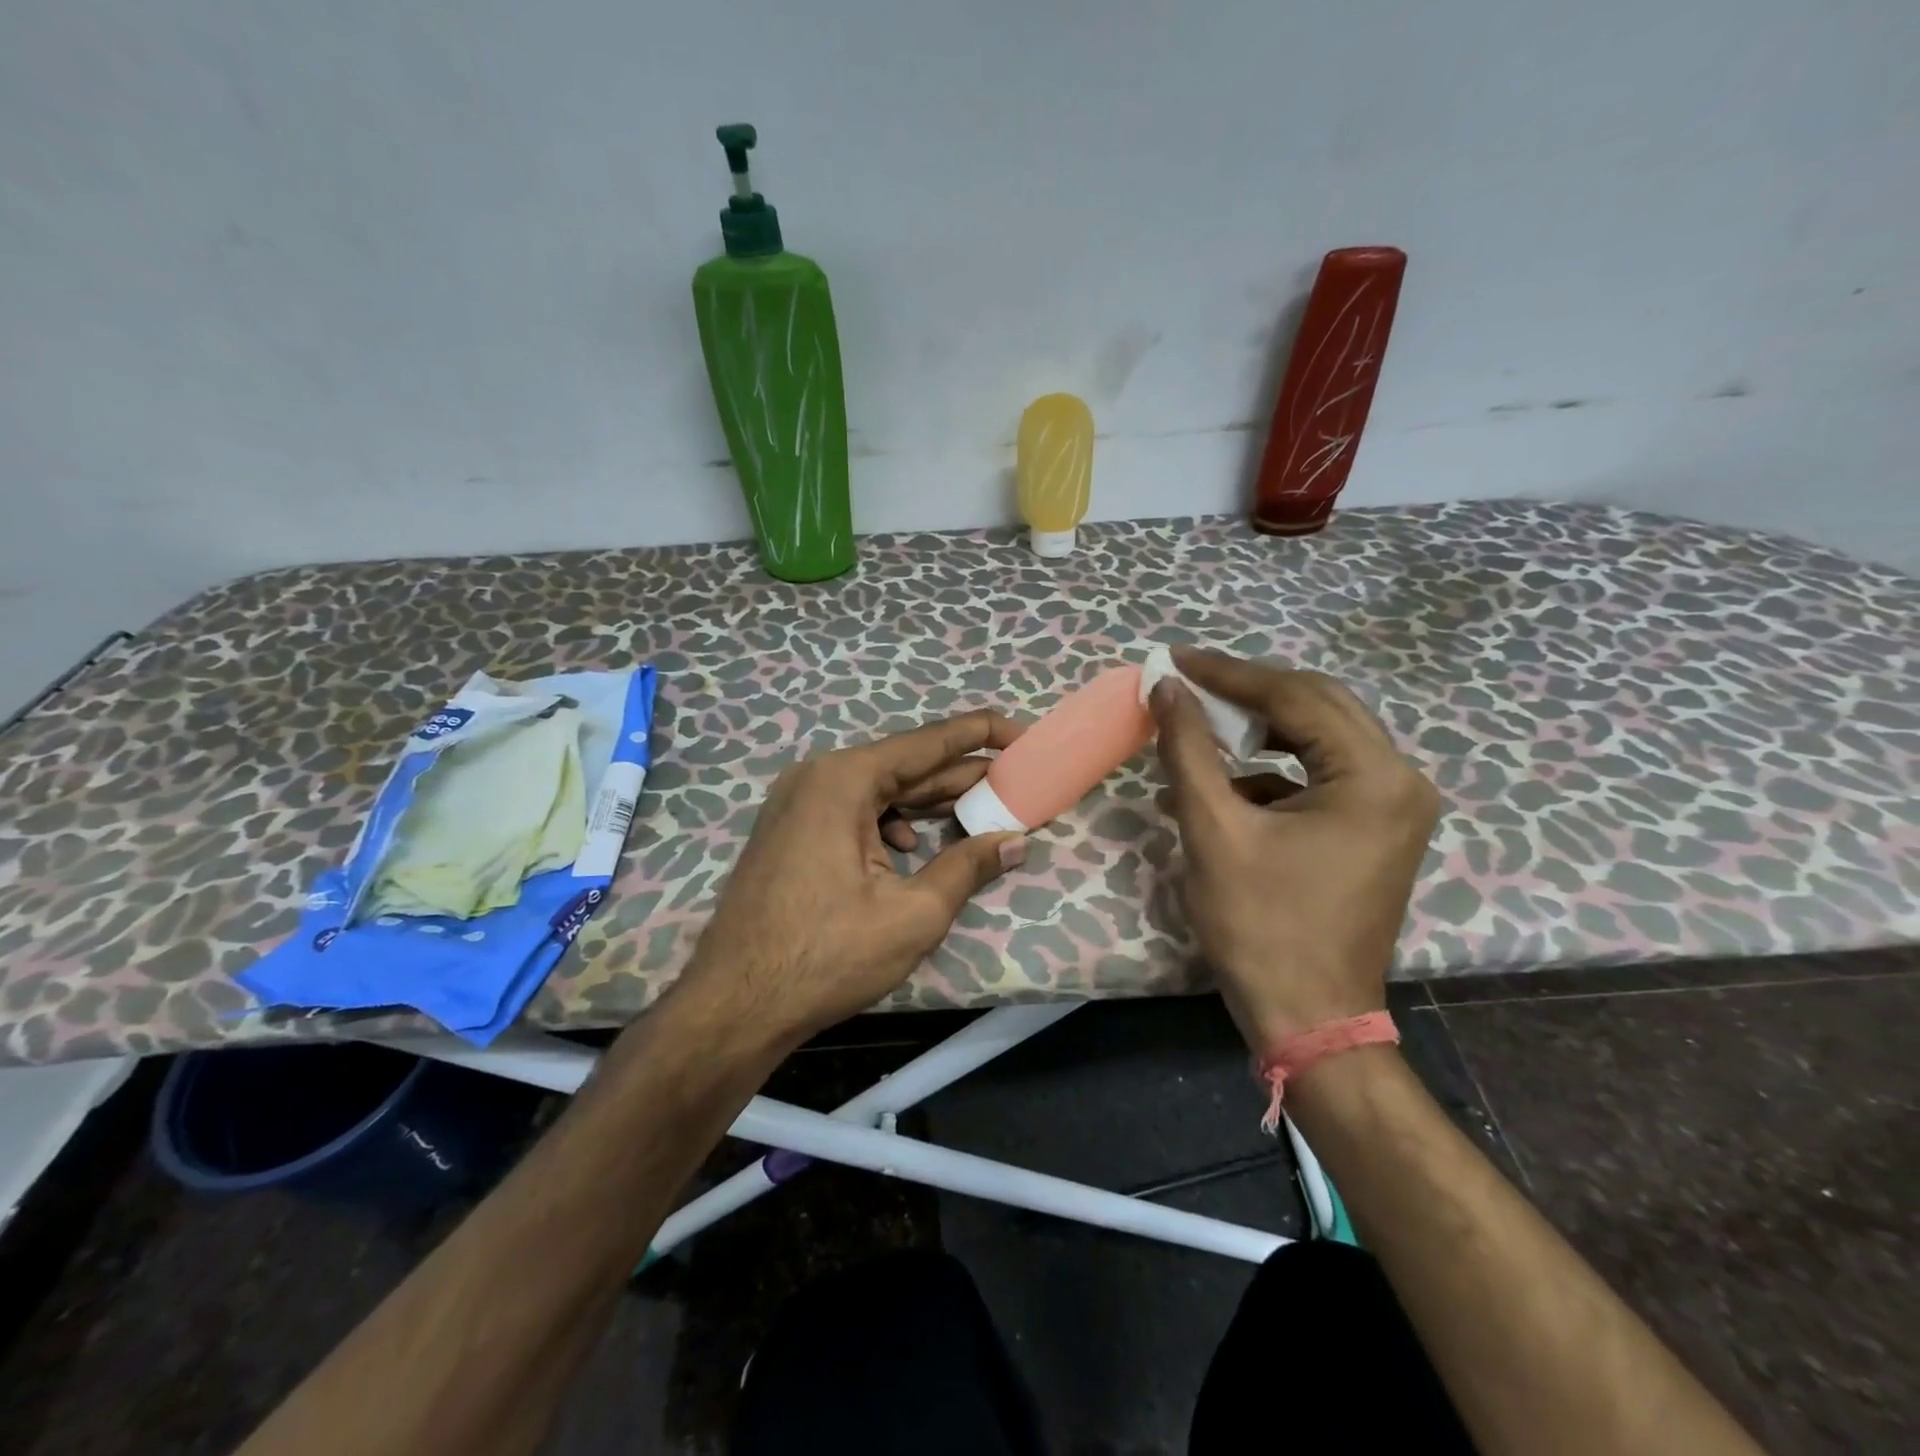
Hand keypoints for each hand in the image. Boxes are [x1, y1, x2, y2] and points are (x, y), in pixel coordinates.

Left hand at [680, 711, 1028, 1044]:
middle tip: (1016, 783)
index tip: (1023, 734)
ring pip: (880, 792)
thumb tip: (1017, 840)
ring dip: (929, 804)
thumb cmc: (826, 956)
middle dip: (961, 777)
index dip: (982, 734)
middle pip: (905, 767)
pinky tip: (914, 850)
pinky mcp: (792, 831)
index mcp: (845, 780)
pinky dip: (892, 825)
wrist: (734, 1005)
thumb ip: (968, 867)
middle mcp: (818, 777)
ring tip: (980, 815)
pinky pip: (854, 812)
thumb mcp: (913, 914)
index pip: (929, 742)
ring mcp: (798, 803)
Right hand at [1151, 649, 1439, 1052]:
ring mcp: (1395, 806)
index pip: (1296, 696)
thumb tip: (1164, 687)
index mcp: (1373, 776)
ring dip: (1260, 727)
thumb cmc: (1260, 926)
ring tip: (1203, 725)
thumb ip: (1188, 748)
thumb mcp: (1213, 829)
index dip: (1228, 674)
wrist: (1310, 1019)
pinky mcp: (1377, 828)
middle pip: (1318, 705)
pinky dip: (1273, 769)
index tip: (1174, 660)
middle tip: (1188, 681)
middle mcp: (1400, 780)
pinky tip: (1226, 784)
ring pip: (1321, 736)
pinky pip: (1322, 774)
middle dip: (1248, 691)